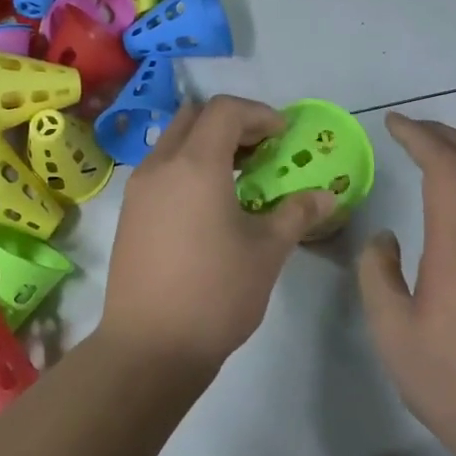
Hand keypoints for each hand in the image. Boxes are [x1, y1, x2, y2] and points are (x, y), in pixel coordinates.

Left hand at [99, 95, 336, 373]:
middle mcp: (159, 166)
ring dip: (206, 145)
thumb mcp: (266, 252)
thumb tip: (327, 195)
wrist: (150, 345)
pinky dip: (186, 168)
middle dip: (230, 123)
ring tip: (240, 177)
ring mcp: (137, 190)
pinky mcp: (129, 214)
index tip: (283, 135)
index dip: (259, 114)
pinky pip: (159, 170)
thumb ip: (296, 213)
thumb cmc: (215, 293)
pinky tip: (209, 204)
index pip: (224, 110)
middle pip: (193, 118)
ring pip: (172, 143)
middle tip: (262, 150)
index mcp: (194, 164)